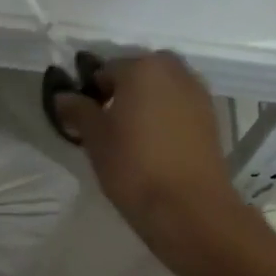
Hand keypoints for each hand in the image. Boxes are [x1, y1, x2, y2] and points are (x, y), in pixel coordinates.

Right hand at [53, 53, 249, 269]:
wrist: (189, 207)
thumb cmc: (133, 166)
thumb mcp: (95, 138)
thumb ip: (78, 110)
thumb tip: (63, 95)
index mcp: (142, 67)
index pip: (105, 69)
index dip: (90, 92)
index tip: (83, 117)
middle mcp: (174, 71)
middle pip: (138, 73)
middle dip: (121, 92)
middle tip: (107, 124)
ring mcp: (198, 93)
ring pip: (162, 89)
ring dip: (145, 103)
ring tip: (130, 136)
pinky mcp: (212, 117)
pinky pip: (179, 106)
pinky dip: (165, 116)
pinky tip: (154, 144)